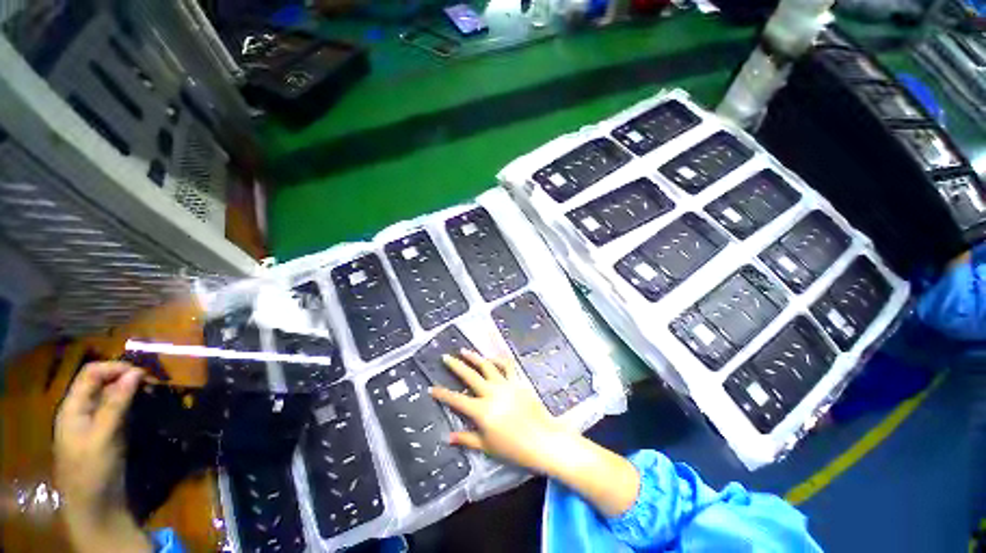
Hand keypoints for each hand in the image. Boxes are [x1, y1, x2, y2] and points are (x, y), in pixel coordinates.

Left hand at [54, 362, 150, 552]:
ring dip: (132, 391)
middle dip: (127, 378)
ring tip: (154, 393)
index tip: (144, 373)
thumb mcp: (103, 436)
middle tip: (154, 383)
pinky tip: (147, 407)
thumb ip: (116, 403)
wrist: (96, 507)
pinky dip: (133, 404)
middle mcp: (82, 410)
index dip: (116, 368)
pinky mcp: (108, 433)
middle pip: (102, 382)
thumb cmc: (93, 470)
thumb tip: (136, 372)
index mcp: (73, 407)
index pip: (92, 373)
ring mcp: (95, 423)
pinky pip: (119, 411)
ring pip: (112, 396)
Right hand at [429, 350, 569, 473]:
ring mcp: (505, 385)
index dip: (443, 394)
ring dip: (475, 357)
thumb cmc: (514, 448)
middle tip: (446, 357)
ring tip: (464, 351)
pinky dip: (498, 359)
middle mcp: (492, 393)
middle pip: (470, 376)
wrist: (543, 440)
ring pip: (487, 366)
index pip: (457, 400)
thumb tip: (448, 437)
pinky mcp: (518, 381)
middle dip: (456, 366)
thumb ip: (467, 438)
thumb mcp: (487, 446)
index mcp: (482, 411)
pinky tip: (492, 357)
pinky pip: (507, 366)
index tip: (432, 388)